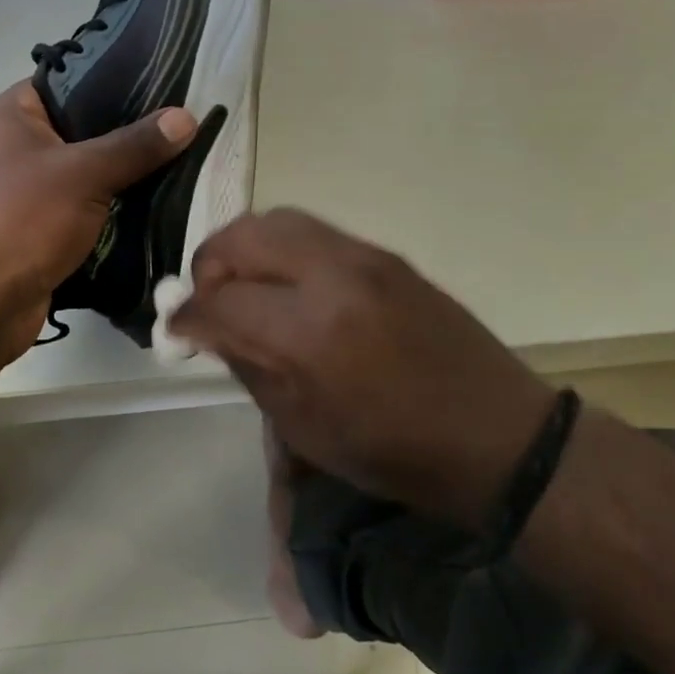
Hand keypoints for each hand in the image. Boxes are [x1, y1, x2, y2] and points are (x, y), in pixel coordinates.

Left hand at [0, 82, 197, 356]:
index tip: (166, 84)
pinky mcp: (36, 228)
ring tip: (180, 161)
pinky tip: (154, 203)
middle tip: (182, 127)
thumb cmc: (21, 220)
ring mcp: (22, 190)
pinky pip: (81, 207)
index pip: (67, 80)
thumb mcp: (84, 174)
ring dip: (122, 174)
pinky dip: (110, 208)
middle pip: (80, 128)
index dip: (114, 81)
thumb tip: (187, 116)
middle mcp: (12, 146)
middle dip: (128, 133)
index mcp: (10, 114)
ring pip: (84, 171)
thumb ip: (135, 145)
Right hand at [168, 209, 557, 524]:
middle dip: (210, 264)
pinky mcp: (387, 254)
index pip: (220, 300)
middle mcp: (334, 276)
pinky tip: (288, 286)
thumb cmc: (393, 452)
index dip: (187, 314)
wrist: (498, 436)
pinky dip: (283, 250)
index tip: (176, 328)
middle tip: (208, 300)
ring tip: (245, 287)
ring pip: (278, 221)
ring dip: (245, 249)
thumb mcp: (304, 427)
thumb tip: (207, 328)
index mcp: (310, 333)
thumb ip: (247, 364)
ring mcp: (365, 257)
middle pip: (243, 237)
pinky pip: (315, 233)